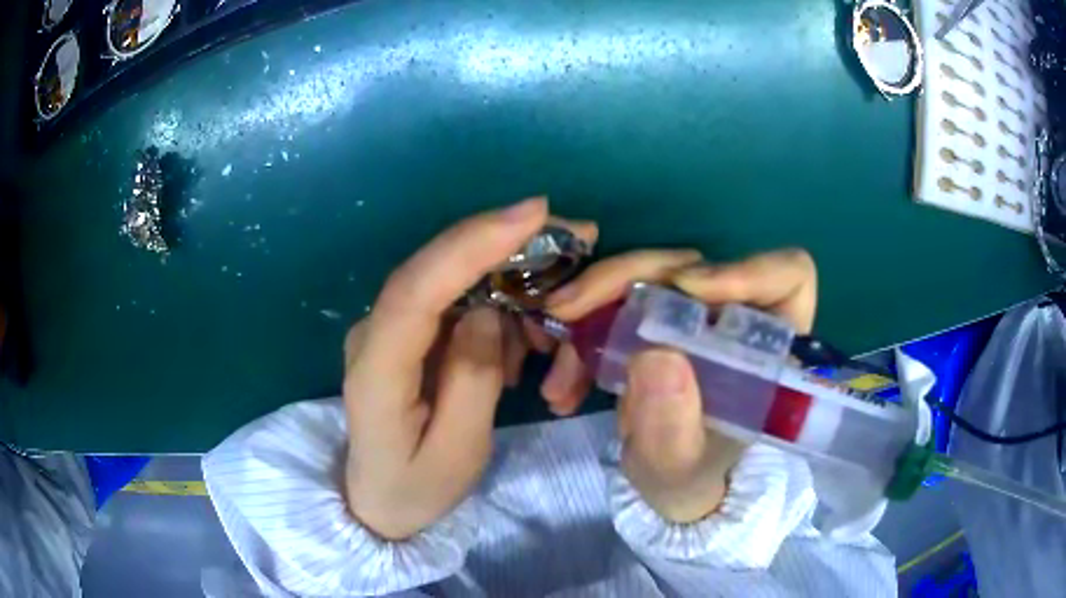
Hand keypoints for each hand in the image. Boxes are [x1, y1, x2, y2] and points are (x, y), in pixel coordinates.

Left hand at [342, 198, 596, 539]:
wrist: (379, 498)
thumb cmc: (416, 486)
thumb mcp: (457, 453)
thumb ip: (472, 379)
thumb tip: (489, 312)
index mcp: (377, 368)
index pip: (417, 289)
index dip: (473, 243)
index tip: (533, 213)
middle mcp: (375, 331)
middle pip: (438, 267)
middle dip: (508, 244)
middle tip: (578, 239)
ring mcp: (388, 328)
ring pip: (456, 281)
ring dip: (511, 294)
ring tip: (544, 347)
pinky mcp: (406, 332)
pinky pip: (458, 303)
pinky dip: (499, 314)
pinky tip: (516, 354)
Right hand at [544, 249, 817, 521]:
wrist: (667, 488)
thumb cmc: (691, 479)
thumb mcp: (678, 468)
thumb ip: (672, 429)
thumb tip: (653, 355)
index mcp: (769, 350)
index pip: (787, 276)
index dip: (744, 269)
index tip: (685, 291)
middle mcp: (734, 319)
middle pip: (691, 266)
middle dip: (621, 282)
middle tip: (565, 313)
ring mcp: (692, 315)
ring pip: (643, 278)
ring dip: (588, 313)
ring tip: (558, 379)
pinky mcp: (656, 320)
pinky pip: (615, 303)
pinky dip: (582, 334)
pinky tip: (562, 385)